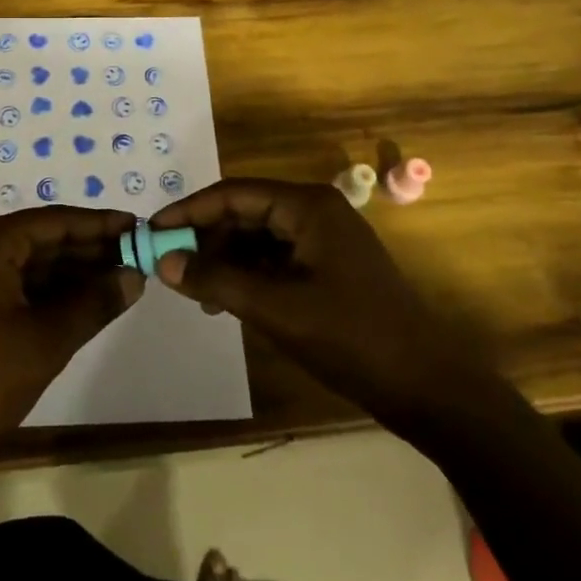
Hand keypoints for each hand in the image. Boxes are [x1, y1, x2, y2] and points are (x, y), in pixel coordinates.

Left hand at [0, 206, 141, 468]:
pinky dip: (50, 290)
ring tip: (121, 279)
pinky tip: (85, 300)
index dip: (100, 225)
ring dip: (73, 271)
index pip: (55, 221)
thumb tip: (135, 276)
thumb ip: (95, 303)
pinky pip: (16, 281)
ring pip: (31, 261)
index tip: (138, 228)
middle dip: (90, 250)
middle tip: (137, 257)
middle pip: (43, 238)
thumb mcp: (47, 341)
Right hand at [148, 178, 493, 429]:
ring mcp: (323, 239)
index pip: (233, 194)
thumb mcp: (275, 308)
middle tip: (169, 267)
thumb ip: (216, 280)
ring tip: (194, 293)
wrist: (428, 387)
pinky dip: (246, 275)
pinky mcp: (327, 267)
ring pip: (257, 238)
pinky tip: (225, 301)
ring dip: (223, 261)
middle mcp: (314, 211)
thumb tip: (162, 261)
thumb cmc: (351, 338)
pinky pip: (274, 259)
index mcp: (307, 206)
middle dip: (205, 239)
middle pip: (244, 213)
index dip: (189, 211)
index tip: (152, 233)